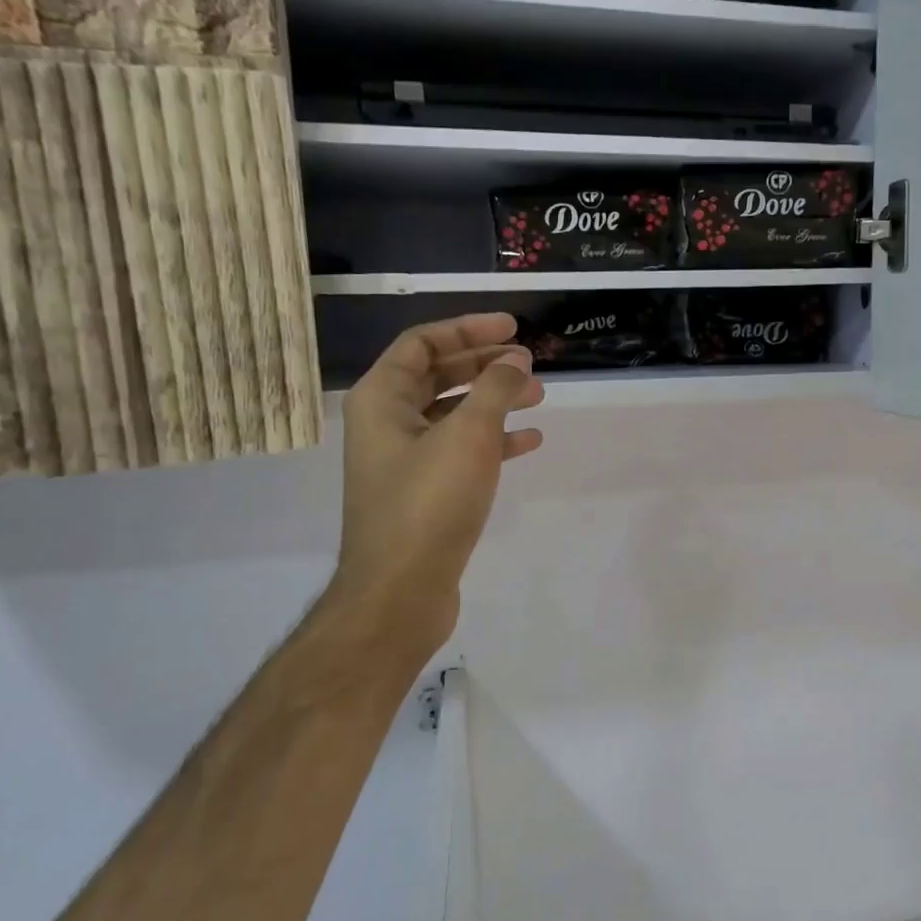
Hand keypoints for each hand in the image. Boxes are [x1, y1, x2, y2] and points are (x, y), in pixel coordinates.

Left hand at [323, 314, 544, 648]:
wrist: (400, 591)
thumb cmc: (429, 503)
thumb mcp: (468, 435)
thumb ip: (496, 388)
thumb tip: (516, 360)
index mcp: (381, 400)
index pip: (422, 343)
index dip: (468, 329)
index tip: (513, 328)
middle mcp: (387, 424)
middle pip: (438, 376)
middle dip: (485, 366)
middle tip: (529, 363)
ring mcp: (404, 461)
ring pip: (453, 415)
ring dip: (494, 401)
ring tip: (539, 397)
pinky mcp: (424, 493)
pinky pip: (461, 452)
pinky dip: (493, 441)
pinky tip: (528, 443)